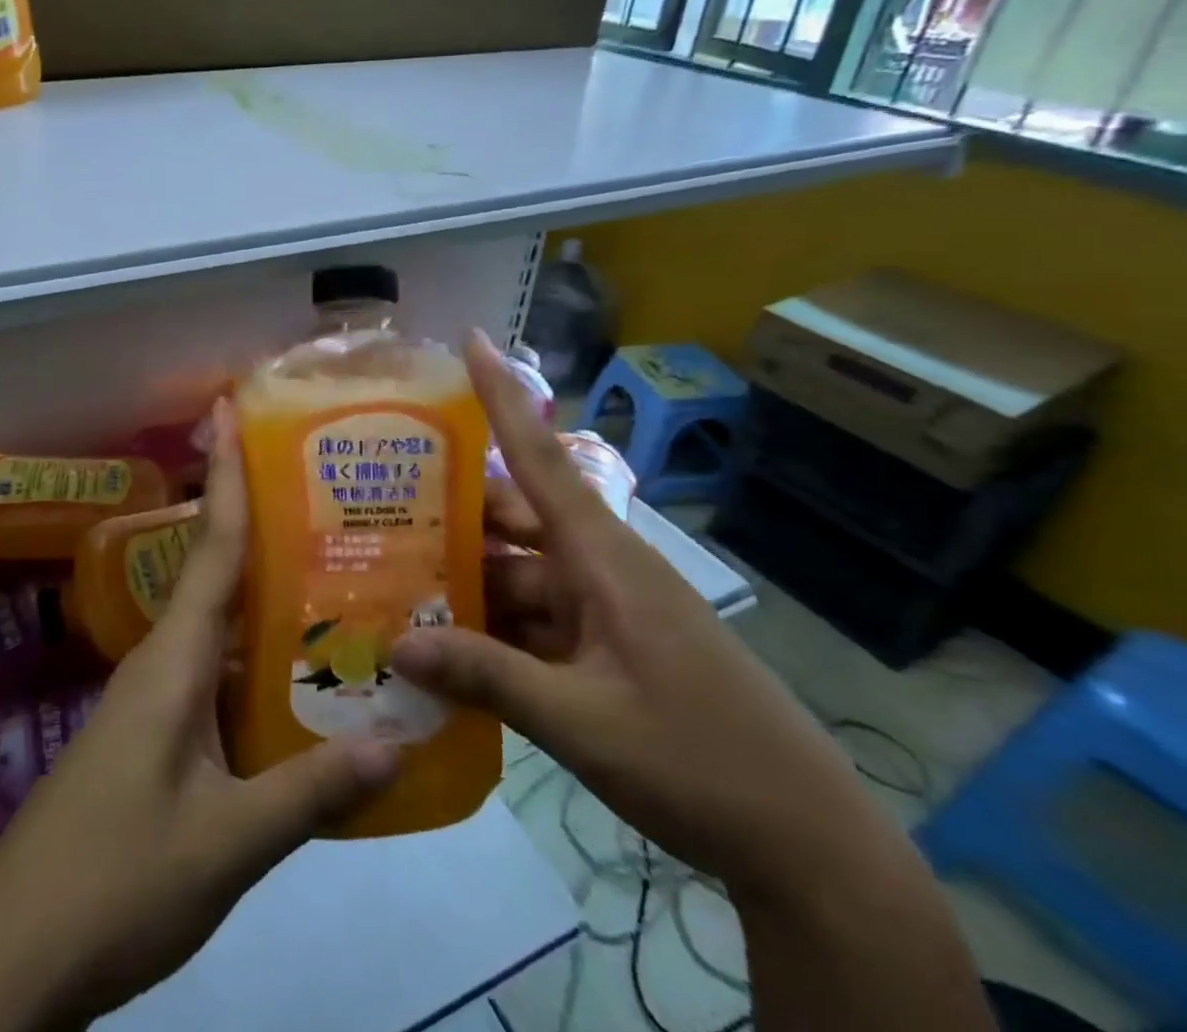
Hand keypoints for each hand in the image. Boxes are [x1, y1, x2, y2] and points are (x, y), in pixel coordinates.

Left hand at [0, 401, 399, 1031]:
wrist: (14, 962)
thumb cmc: (116, 881)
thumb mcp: (227, 842)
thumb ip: (311, 791)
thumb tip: (400, 741)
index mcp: (174, 660)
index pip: (210, 546)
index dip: (225, 476)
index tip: (227, 409)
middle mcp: (163, 662)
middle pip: (218, 574)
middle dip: (261, 524)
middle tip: (327, 492)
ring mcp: (153, 701)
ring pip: (220, 628)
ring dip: (266, 598)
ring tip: (336, 574)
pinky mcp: (152, 737)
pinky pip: (214, 675)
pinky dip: (256, 659)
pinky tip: (297, 676)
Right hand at [391, 329, 900, 901]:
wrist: (809, 848)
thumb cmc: (699, 763)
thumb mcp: (580, 722)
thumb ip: (486, 676)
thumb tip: (396, 644)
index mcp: (603, 558)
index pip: (540, 457)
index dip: (502, 396)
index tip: (472, 339)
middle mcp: (600, 568)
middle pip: (511, 521)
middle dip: (450, 516)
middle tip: (377, 511)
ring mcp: (605, 610)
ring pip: (517, 577)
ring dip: (466, 585)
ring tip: (394, 590)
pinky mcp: (608, 648)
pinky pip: (535, 621)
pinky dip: (492, 632)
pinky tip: (444, 654)